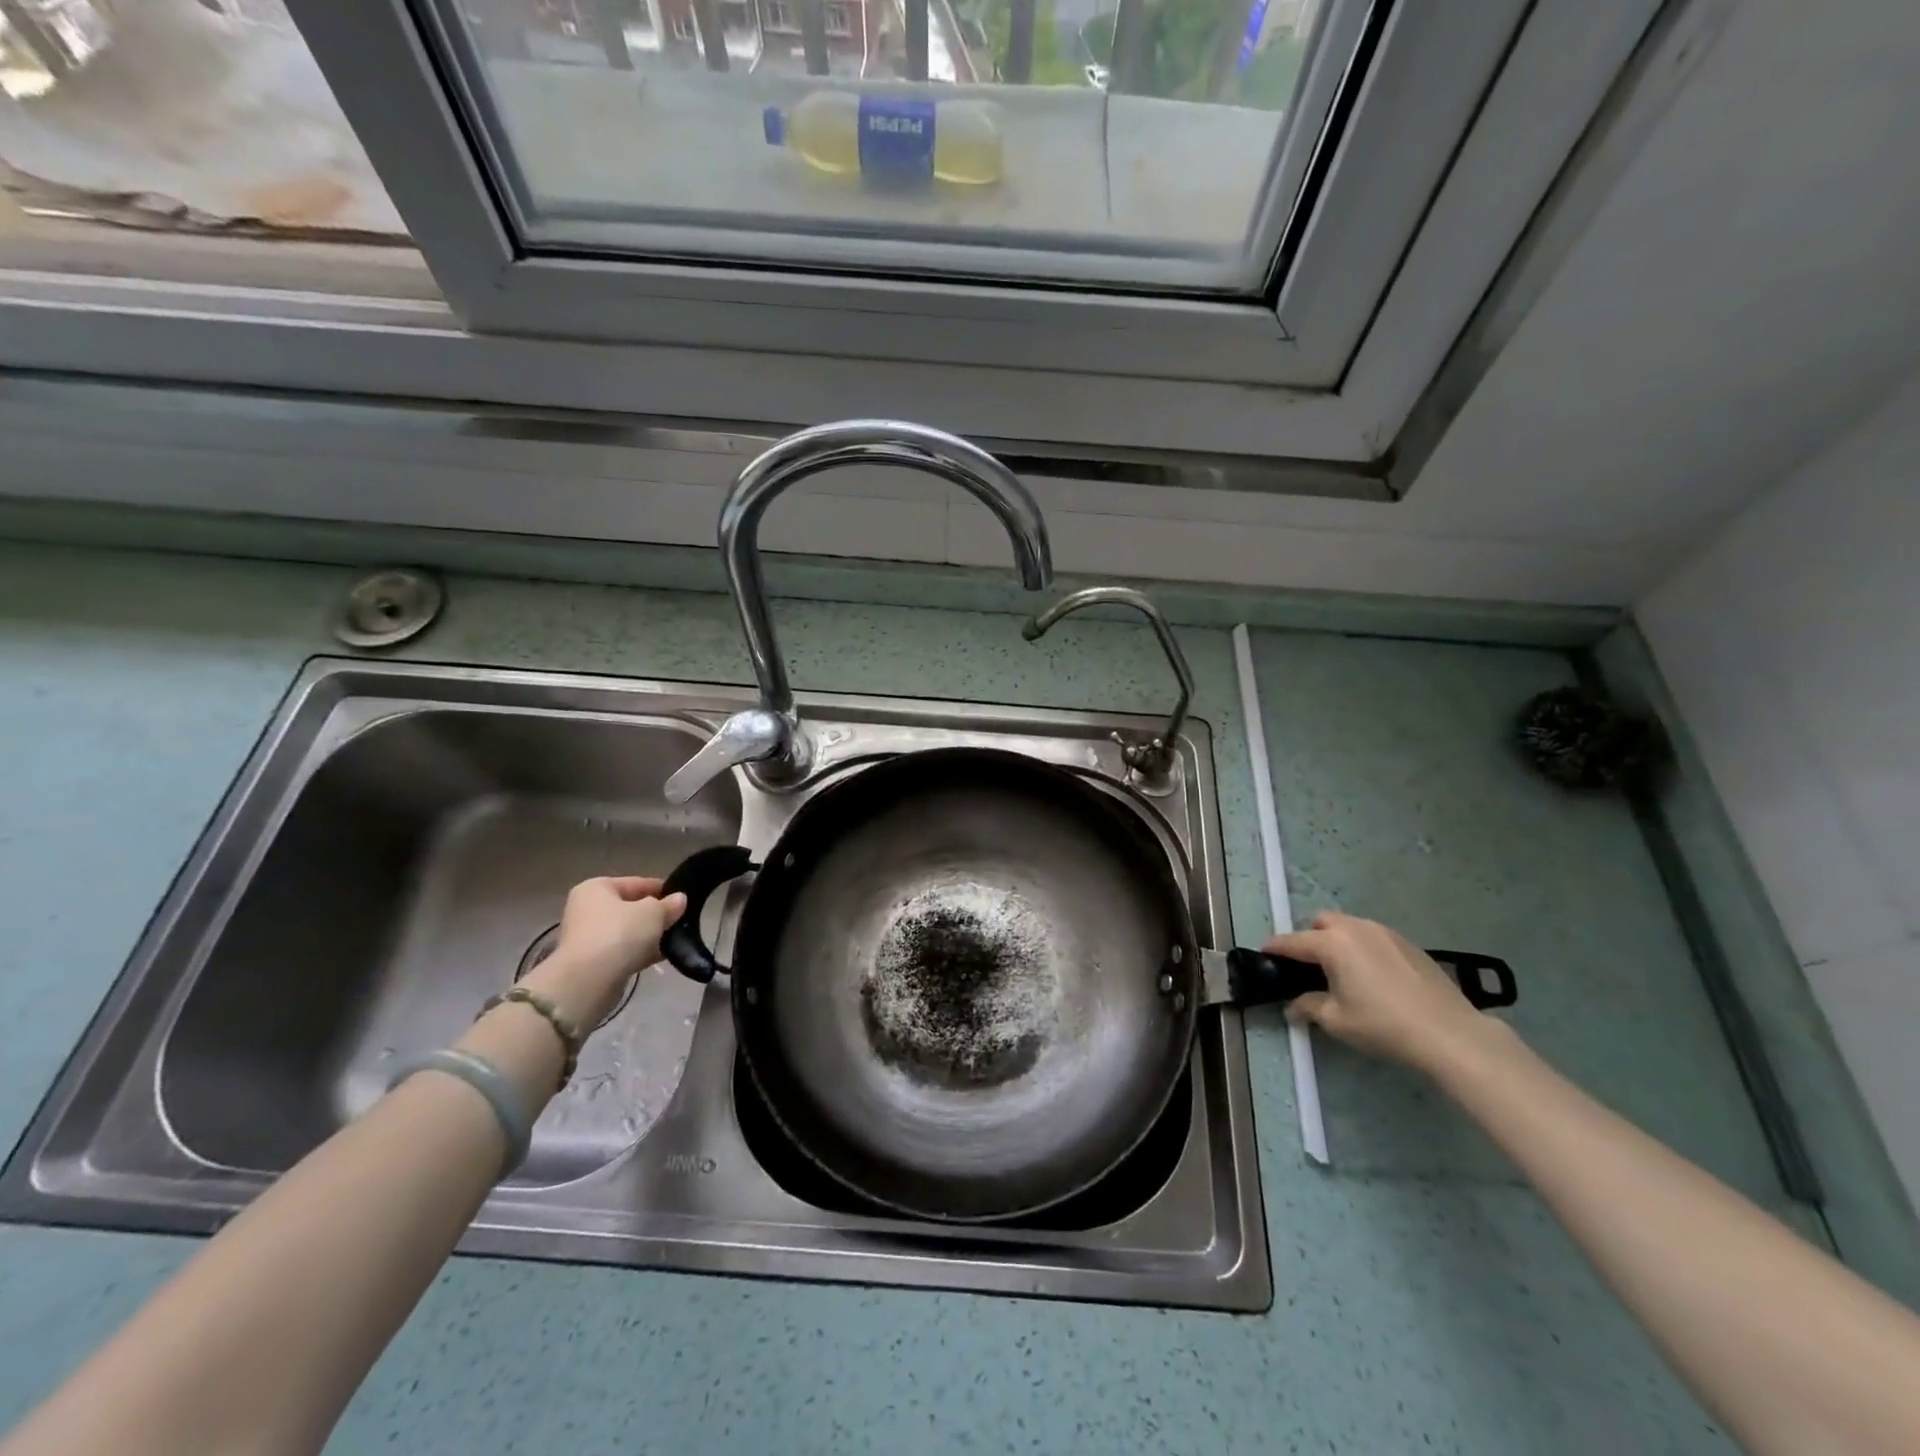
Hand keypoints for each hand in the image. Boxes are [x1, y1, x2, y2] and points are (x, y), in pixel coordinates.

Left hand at [523, 876, 686, 1030]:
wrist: (589, 981)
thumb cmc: (620, 934)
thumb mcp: (653, 912)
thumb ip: (669, 905)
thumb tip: (679, 899)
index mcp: (596, 888)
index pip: (636, 883)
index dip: (661, 889)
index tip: (682, 897)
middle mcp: (587, 909)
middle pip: (630, 908)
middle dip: (655, 915)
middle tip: (680, 919)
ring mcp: (588, 937)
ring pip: (627, 931)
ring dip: (649, 936)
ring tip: (676, 939)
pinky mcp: (592, 963)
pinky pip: (623, 951)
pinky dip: (640, 952)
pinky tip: (663, 955)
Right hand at [1264, 911, 1502, 1074]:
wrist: (1449, 1033)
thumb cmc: (1383, 1025)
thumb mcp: (1336, 1021)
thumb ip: (1308, 1006)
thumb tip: (1293, 1006)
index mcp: (1332, 944)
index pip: (1292, 942)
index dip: (1274, 949)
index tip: (1263, 955)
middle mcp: (1355, 928)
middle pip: (1321, 922)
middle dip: (1310, 938)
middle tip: (1310, 967)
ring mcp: (1385, 933)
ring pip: (1350, 926)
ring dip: (1338, 941)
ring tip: (1343, 971)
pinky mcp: (1409, 944)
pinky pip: (1374, 937)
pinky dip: (1364, 948)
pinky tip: (1374, 976)